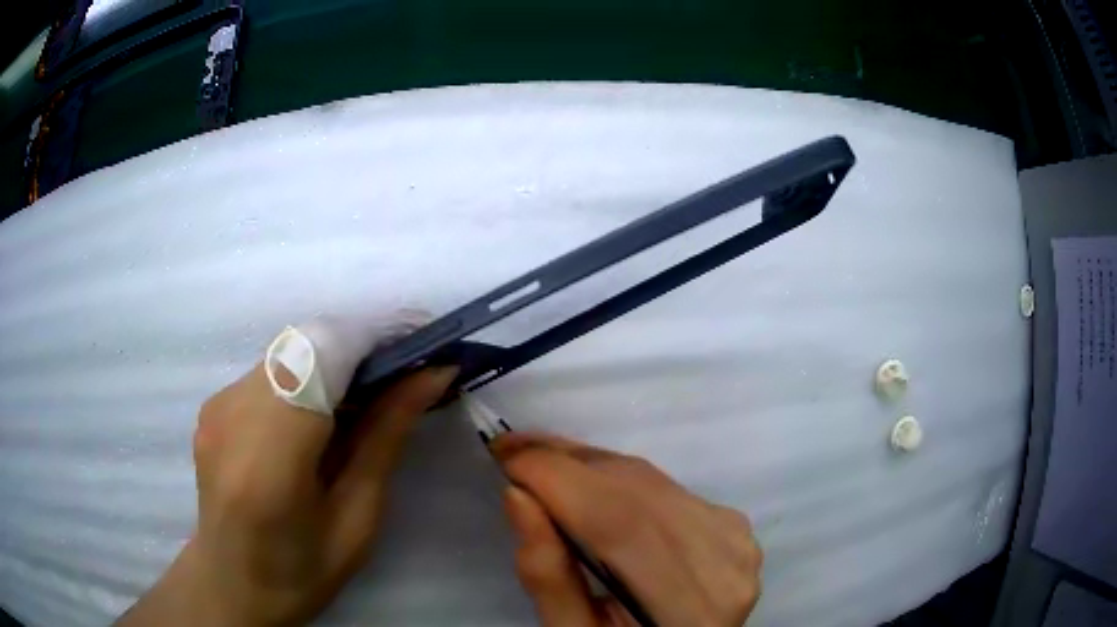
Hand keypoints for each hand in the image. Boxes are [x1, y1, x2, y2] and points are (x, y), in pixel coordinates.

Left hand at [118, 361, 456, 625]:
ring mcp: (217, 404)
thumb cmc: (302, 571)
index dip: (375, 337)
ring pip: (289, 350)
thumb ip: (385, 438)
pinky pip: (270, 368)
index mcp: (269, 458)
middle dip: (362, 346)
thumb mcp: (357, 517)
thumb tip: (431, 376)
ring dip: (336, 359)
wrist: (233, 584)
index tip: (426, 347)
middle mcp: (232, 414)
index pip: (320, 358)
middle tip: (407, 373)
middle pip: (306, 344)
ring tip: (372, 393)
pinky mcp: (214, 402)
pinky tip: (325, 411)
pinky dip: (308, 373)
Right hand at [493, 433, 761, 626]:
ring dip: (589, 465)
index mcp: (688, 607)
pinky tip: (586, 481)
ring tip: (539, 461)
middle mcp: (725, 562)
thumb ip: (547, 576)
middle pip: (638, 492)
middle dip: (566, 463)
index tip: (503, 456)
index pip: (620, 524)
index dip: (559, 480)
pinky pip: (666, 486)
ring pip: (651, 480)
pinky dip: (618, 478)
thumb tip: (518, 494)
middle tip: (511, 450)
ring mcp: (736, 538)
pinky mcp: (733, 524)